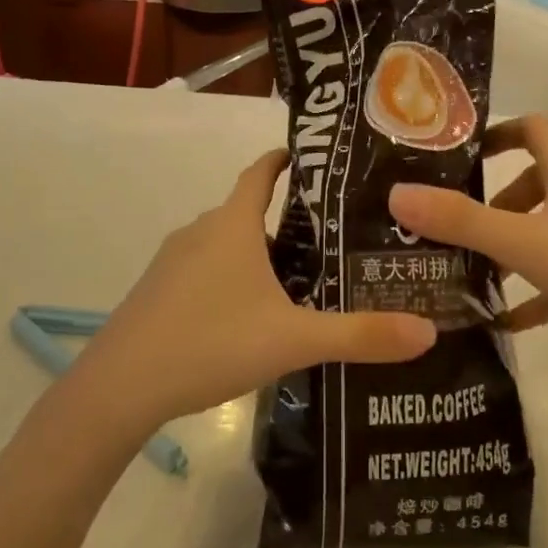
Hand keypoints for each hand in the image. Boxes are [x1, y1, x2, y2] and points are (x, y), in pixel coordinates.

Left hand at [73, 149, 436, 430]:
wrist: (119, 388)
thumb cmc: (210, 343)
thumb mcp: (294, 340)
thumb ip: (361, 335)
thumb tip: (428, 332)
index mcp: (232, 224)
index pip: (261, 171)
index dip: (286, 159)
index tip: (316, 160)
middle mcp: (201, 231)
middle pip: (248, 211)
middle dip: (287, 220)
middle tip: (332, 238)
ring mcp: (172, 262)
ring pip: (225, 244)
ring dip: (258, 253)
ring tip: (298, 281)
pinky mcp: (157, 292)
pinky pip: (203, 271)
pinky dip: (230, 279)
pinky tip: (248, 317)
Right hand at [389, 115, 547, 371]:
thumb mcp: (526, 247)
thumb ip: (462, 222)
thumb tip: (398, 194)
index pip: (533, 128)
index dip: (497, 133)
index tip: (462, 158)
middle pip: (539, 179)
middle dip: (498, 202)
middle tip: (464, 229)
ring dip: (517, 244)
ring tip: (481, 274)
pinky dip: (541, 283)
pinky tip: (514, 319)